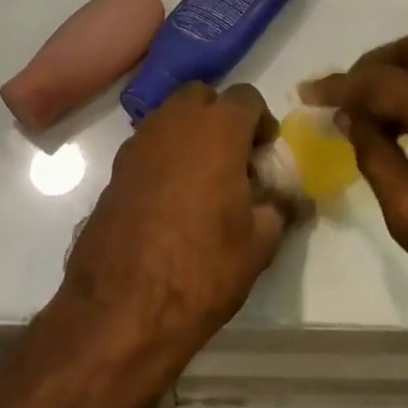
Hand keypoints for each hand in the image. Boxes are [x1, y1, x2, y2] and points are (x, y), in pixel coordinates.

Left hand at [58, 82, 302, 365]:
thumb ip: (279, 209)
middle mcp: (174, 123)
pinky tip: (171, 201)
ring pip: (169, 118)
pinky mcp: (114, 172)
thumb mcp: (259, 244)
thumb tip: (293, 200)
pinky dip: (163, 159)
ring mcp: (138, 145)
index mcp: (217, 129)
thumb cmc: (202, 269)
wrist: (122, 310)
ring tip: (203, 181)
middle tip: (233, 159)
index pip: (246, 98)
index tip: (265, 155)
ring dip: (189, 136)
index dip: (261, 121)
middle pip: (201, 97)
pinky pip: (147, 148)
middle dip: (220, 117)